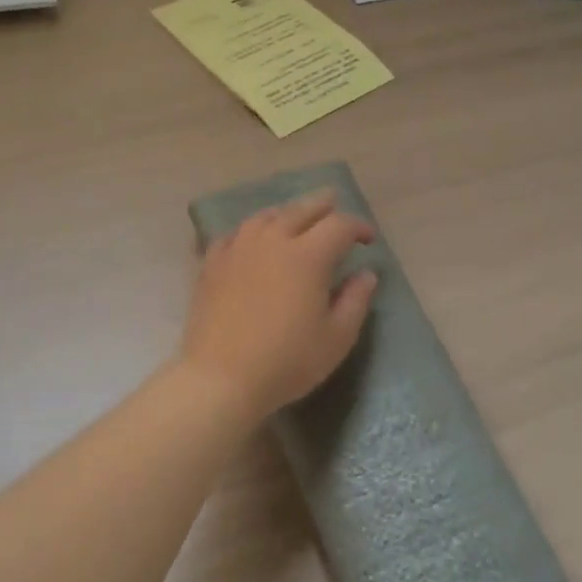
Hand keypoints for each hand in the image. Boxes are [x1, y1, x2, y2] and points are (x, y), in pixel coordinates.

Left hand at [179, 190, 378, 421]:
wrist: (221, 378)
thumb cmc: (287, 361)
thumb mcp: (336, 338)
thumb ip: (355, 300)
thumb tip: (366, 274)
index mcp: (308, 255)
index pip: (339, 226)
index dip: (358, 227)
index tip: (368, 240)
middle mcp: (273, 240)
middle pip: (301, 210)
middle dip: (322, 205)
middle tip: (334, 203)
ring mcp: (238, 249)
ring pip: (266, 216)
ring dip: (286, 212)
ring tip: (295, 216)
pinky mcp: (212, 264)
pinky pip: (235, 234)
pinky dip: (251, 230)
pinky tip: (252, 238)